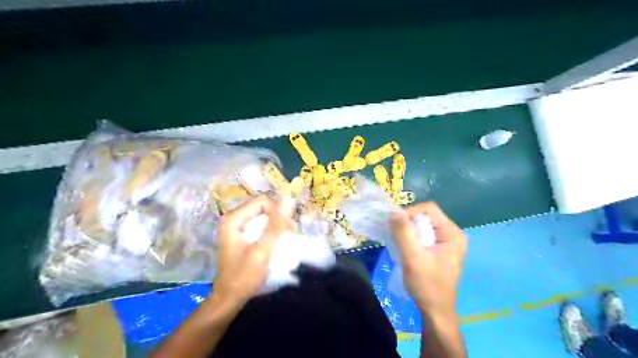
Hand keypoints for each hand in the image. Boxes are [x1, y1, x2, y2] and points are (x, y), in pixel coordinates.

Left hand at [211, 196, 295, 307]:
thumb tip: (289, 200)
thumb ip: (275, 226)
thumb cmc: (243, 277)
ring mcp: (237, 226)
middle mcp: (233, 218)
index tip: (289, 228)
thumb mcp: (262, 251)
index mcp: (233, 219)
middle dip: (279, 217)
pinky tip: (278, 239)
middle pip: (262, 206)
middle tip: (290, 232)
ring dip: (277, 223)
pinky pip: (260, 224)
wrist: (228, 299)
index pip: (262, 201)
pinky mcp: (242, 234)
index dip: (278, 211)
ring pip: (263, 215)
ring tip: (287, 236)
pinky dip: (271, 229)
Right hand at [389, 201, 466, 312]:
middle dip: (408, 222)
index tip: (396, 226)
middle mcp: (453, 233)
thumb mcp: (412, 257)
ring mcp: (447, 241)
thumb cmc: (426, 285)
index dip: (410, 213)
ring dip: (409, 230)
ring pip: (423, 224)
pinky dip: (412, 237)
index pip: (429, 209)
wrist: (434, 310)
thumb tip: (393, 209)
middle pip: (426, 215)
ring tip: (399, 241)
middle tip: (396, 235)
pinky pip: (424, 234)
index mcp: (453, 233)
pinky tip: (405, 247)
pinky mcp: (440, 248)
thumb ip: (403, 232)